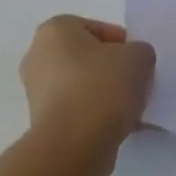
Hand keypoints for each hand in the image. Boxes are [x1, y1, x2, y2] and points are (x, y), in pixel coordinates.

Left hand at [20, 15, 155, 165]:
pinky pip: (77, 111)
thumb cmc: (102, 87)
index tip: (139, 64)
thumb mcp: (139, 57)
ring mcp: (36, 91)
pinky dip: (96, 117)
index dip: (124, 45)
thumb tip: (133, 63)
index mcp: (55, 29)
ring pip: (83, 86)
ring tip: (132, 111)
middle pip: (88, 58)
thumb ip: (140, 52)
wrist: (74, 146)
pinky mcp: (41, 122)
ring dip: (107, 96)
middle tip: (136, 85)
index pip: (98, 29)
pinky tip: (120, 129)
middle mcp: (38, 55)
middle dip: (114, 71)